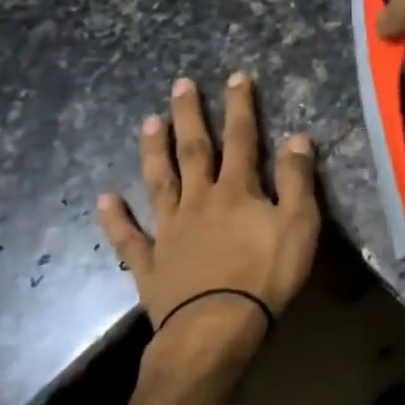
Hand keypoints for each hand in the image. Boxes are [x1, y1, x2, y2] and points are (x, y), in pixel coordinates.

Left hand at [99, 73, 319, 373]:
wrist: (216, 329)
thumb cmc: (265, 275)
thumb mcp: (299, 224)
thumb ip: (297, 180)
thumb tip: (298, 137)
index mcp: (236, 191)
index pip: (242, 139)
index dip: (241, 106)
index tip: (236, 76)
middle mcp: (198, 201)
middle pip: (194, 151)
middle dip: (190, 116)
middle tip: (180, 85)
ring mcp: (169, 232)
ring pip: (159, 183)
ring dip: (153, 152)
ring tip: (148, 123)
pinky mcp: (150, 264)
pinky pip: (129, 237)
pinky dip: (116, 218)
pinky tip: (105, 199)